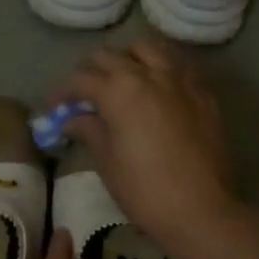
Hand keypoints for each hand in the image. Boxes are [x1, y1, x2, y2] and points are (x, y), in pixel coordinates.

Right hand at [55, 37, 234, 251]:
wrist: (201, 210)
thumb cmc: (144, 190)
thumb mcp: (107, 162)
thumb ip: (89, 130)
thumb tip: (73, 119)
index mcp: (119, 91)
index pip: (81, 79)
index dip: (62, 93)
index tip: (54, 108)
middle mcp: (149, 75)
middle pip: (111, 56)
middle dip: (91, 71)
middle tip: (84, 94)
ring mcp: (181, 81)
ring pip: (149, 48)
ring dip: (129, 58)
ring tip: (123, 79)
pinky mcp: (204, 94)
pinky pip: (178, 67)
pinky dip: (161, 70)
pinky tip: (157, 92)